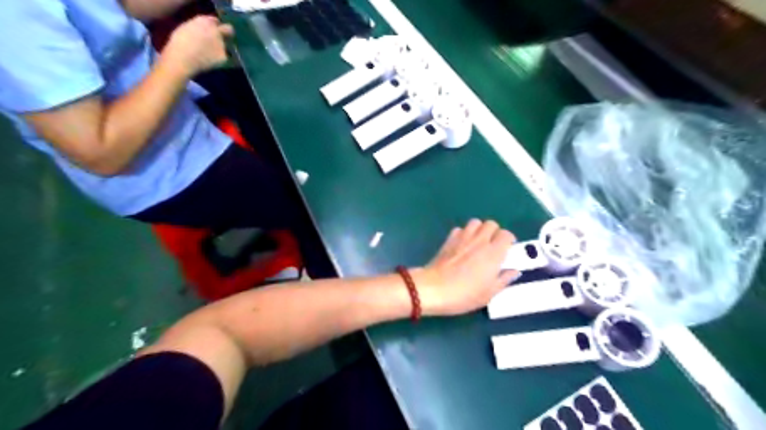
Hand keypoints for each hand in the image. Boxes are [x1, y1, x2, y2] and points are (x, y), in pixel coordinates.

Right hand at [162, 13, 233, 77]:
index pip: (215, 21)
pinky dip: (218, 59)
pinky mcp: (224, 56)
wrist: (184, 58)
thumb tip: (204, 30)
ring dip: (218, 48)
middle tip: (224, 39)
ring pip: (224, 45)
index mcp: (205, 21)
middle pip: (229, 30)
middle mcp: (216, 31)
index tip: (214, 30)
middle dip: (227, 33)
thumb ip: (199, 27)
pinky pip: (223, 57)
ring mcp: (221, 44)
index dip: (215, 26)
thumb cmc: (179, 43)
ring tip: (207, 55)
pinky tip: (210, 62)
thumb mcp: (187, 28)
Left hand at [417, 221, 516, 316]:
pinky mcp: (449, 239)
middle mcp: (480, 241)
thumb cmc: (464, 294)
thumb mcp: (489, 293)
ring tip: (478, 243)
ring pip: (476, 222)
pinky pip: (460, 229)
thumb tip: (514, 271)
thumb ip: (503, 280)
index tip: (507, 250)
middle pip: (491, 224)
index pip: (506, 235)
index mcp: (493, 253)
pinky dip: (464, 233)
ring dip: (479, 230)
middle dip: (494, 232)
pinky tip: (462, 245)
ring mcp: (463, 238)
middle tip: (493, 246)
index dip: (509, 240)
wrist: (434, 289)